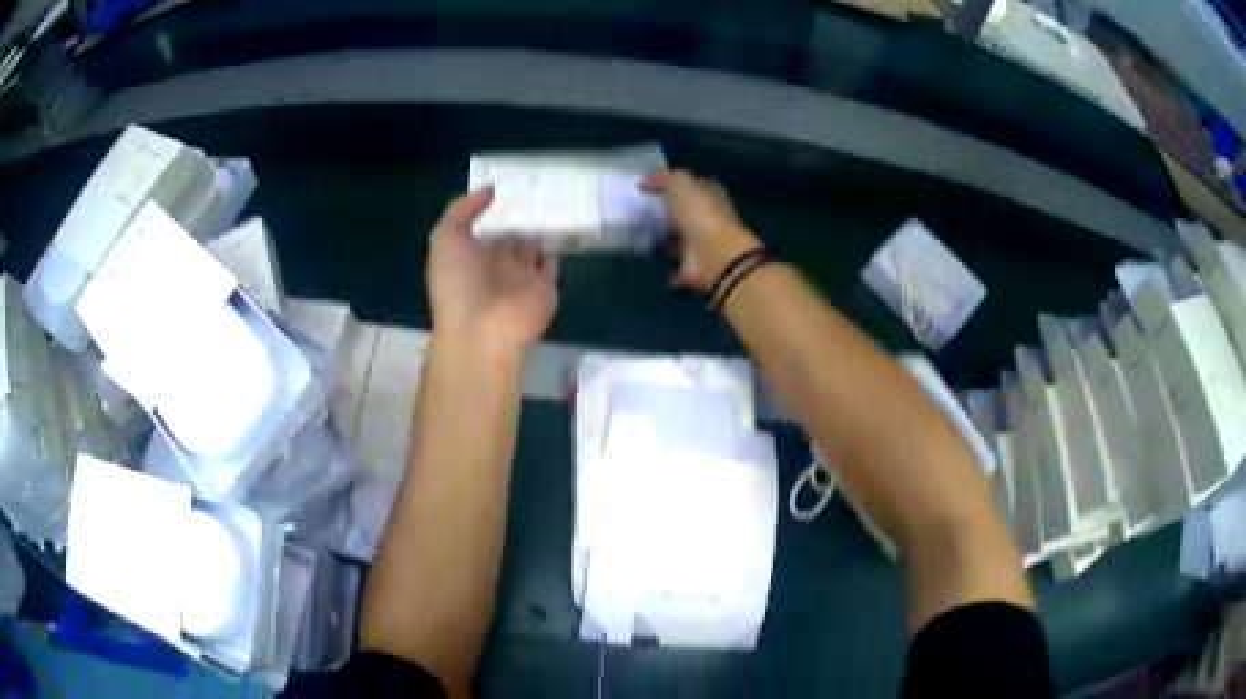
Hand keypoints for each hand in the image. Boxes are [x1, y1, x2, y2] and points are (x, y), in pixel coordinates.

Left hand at [426, 188, 558, 353]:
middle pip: (508, 239)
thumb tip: (490, 190)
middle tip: (536, 191)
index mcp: (468, 257)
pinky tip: (563, 231)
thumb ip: (463, 209)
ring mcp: (520, 279)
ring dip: (539, 232)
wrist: (483, 330)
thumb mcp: (446, 238)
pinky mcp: (544, 290)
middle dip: (519, 219)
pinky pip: (551, 268)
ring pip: (531, 250)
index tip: (508, 186)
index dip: (491, 211)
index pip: (482, 230)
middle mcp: (494, 267)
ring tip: (555, 205)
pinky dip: (555, 254)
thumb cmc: (458, 283)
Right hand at [640, 169, 761, 291]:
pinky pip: (680, 268)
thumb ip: (665, 177)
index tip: (650, 187)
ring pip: (682, 239)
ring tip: (642, 235)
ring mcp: (703, 244)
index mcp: (710, 195)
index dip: (673, 183)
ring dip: (668, 239)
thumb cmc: (701, 214)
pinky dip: (672, 270)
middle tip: (641, 211)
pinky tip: (656, 267)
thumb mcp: (681, 184)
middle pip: (686, 213)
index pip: (693, 185)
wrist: (715, 255)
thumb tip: (647, 180)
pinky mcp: (696, 268)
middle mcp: (709, 218)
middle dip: (668, 211)